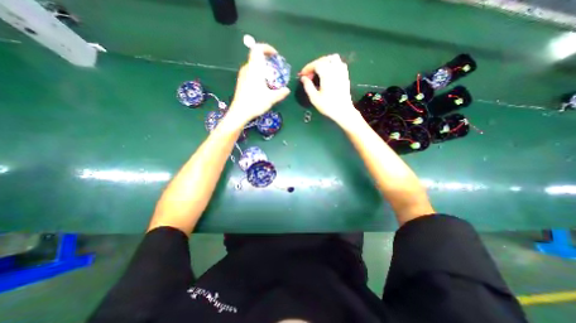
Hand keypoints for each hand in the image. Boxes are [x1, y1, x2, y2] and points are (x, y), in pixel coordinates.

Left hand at [228, 43, 290, 122]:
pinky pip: (251, 73)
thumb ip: (281, 93)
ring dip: (263, 68)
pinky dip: (258, 74)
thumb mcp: (271, 98)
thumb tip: (287, 90)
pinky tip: (263, 86)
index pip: (258, 48)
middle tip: (276, 69)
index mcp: (254, 68)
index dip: (267, 48)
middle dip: (267, 60)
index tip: (275, 55)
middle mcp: (247, 69)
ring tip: (271, 78)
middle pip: (256, 57)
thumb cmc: (255, 103)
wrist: (239, 112)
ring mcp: (242, 75)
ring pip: (253, 65)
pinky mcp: (241, 82)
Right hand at [299, 54, 360, 126]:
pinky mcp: (345, 76)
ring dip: (324, 62)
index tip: (302, 75)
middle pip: (324, 59)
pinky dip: (332, 64)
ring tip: (318, 71)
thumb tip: (303, 78)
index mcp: (327, 74)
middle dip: (314, 65)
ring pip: (333, 58)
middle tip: (309, 75)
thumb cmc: (328, 106)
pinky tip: (328, 73)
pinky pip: (339, 63)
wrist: (343, 111)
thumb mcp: (314, 98)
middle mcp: (335, 69)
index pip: (316, 64)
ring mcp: (342, 72)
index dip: (308, 68)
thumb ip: (308, 86)